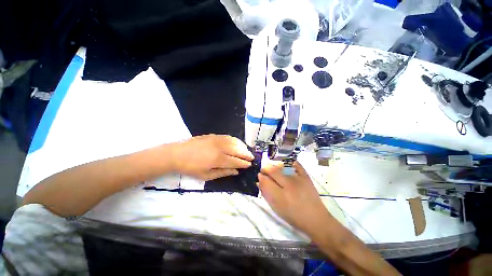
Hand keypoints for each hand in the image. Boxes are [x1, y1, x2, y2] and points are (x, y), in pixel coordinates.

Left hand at [171, 134, 253, 180]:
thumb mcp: (206, 176)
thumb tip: (236, 171)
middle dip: (246, 154)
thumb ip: (223, 173)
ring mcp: (217, 140)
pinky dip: (235, 140)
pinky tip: (237, 143)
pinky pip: (228, 136)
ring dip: (242, 146)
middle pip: (238, 150)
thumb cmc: (191, 168)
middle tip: (252, 157)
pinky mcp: (213, 135)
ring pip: (234, 142)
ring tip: (246, 150)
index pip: (236, 161)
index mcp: (218, 159)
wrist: (177, 154)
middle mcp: (220, 148)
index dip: (244, 163)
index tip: (250, 164)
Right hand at [258, 161, 331, 235]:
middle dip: (265, 169)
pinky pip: (296, 164)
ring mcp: (298, 179)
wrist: (315, 219)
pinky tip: (285, 165)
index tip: (260, 175)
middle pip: (272, 170)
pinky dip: (290, 163)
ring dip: (275, 166)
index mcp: (280, 196)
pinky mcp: (306, 176)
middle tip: (264, 171)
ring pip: (282, 166)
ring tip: (274, 170)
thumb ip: (266, 193)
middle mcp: (288, 185)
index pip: (265, 180)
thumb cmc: (293, 215)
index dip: (261, 176)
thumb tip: (260, 181)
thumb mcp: (276, 208)